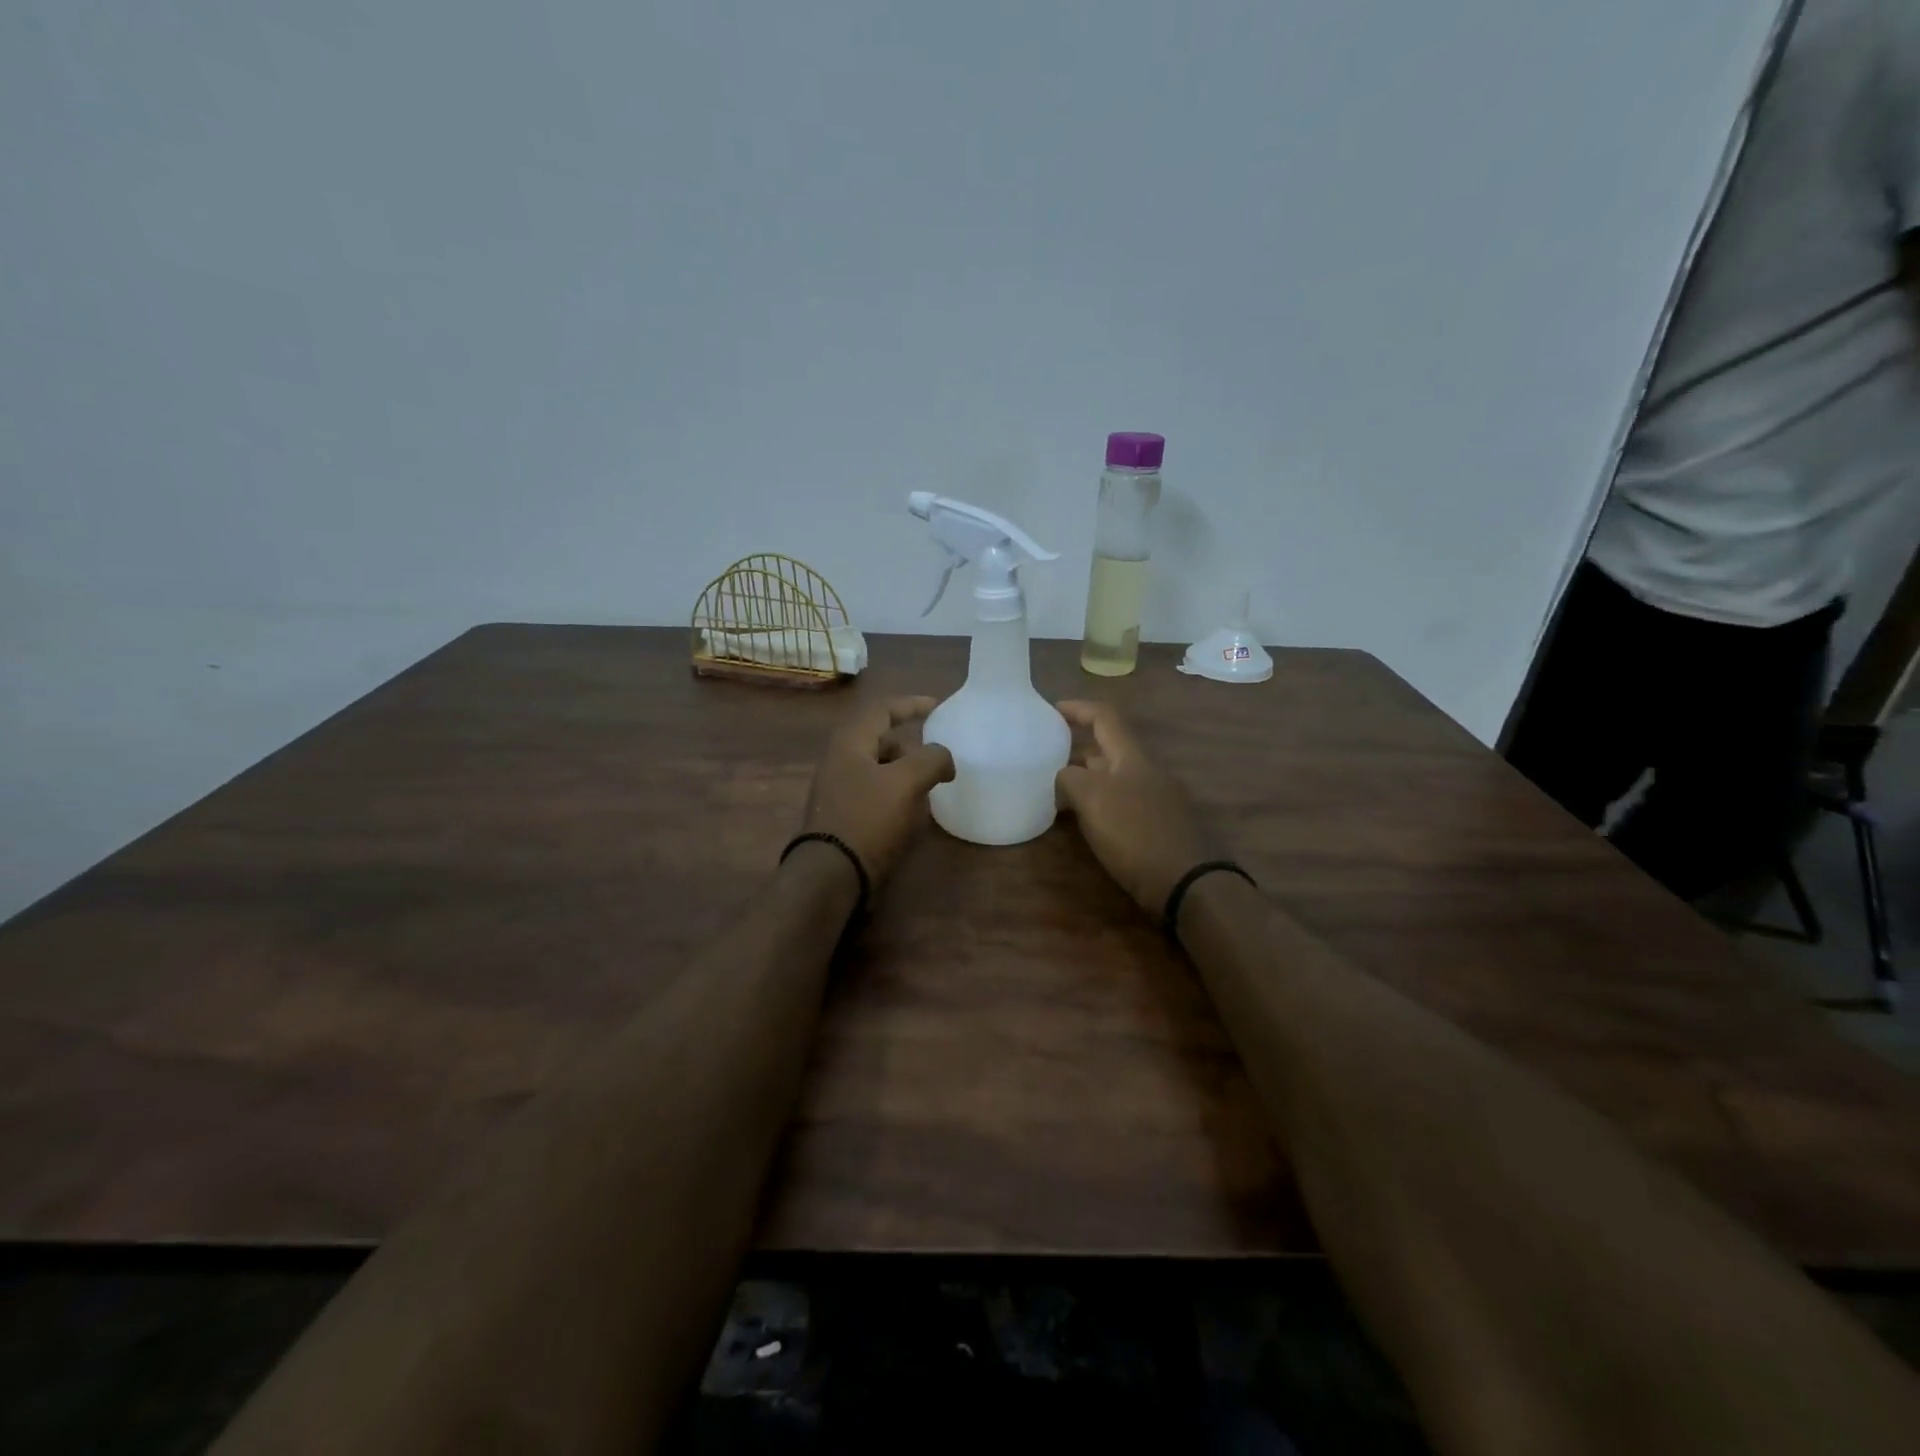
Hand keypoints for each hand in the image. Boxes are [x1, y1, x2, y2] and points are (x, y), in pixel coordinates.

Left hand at [799, 696, 955, 884]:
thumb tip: (943, 757)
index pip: (883, 709)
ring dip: (906, 773)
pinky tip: (912, 813)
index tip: (938, 706)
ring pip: (880, 769)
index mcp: (850, 742)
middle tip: (937, 761)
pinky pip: (876, 793)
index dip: (912, 704)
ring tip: (929, 788)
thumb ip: (930, 759)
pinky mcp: (845, 816)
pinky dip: (897, 794)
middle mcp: (840, 760)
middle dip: (912, 747)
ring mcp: (839, 790)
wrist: (832, 875)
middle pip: (881, 740)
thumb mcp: (906, 782)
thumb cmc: (868, 819)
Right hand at [1054, 700, 1211, 914]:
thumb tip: (1063, 775)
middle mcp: (1146, 771)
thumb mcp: (1093, 799)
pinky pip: (1121, 802)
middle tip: (1045, 756)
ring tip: (1054, 788)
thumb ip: (1070, 778)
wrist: (1186, 882)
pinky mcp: (1156, 825)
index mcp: (1132, 757)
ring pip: (1113, 777)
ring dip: (1085, 778)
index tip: (1051, 709)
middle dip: (1076, 747)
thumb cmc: (1136, 833)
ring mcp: (1155, 799)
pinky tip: (1082, 819)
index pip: (1105, 717)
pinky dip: (1098, 803)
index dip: (1078, 708)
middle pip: (1108, 748)